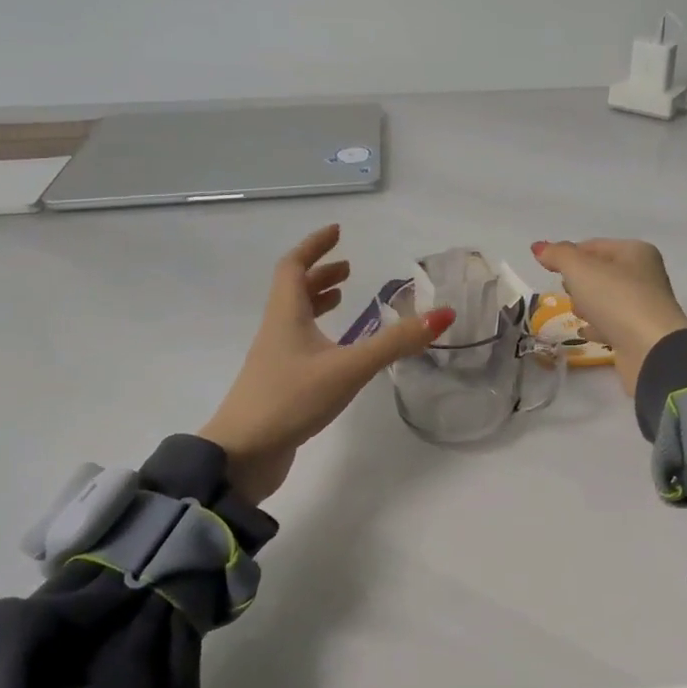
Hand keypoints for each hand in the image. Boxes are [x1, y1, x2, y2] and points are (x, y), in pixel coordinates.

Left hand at [199, 226, 455, 505]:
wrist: (242, 455)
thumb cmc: (291, 399)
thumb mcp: (350, 368)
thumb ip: (396, 342)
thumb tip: (443, 315)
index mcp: (286, 315)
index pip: (294, 266)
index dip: (315, 246)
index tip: (337, 232)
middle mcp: (276, 331)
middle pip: (293, 291)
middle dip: (320, 274)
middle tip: (349, 270)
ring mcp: (275, 360)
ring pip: (295, 319)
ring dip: (318, 303)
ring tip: (343, 300)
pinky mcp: (279, 385)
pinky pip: (300, 345)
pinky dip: (319, 334)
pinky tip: (337, 352)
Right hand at [530, 239, 686, 397]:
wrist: (650, 348)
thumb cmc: (616, 298)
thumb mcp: (580, 269)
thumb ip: (558, 255)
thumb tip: (539, 247)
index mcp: (635, 252)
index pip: (594, 246)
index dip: (569, 255)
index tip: (549, 269)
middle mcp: (644, 275)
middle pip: (600, 273)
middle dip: (579, 282)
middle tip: (569, 291)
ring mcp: (644, 306)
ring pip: (605, 299)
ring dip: (587, 305)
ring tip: (579, 314)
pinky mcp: (639, 333)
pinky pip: (611, 324)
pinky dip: (597, 326)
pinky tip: (584, 332)